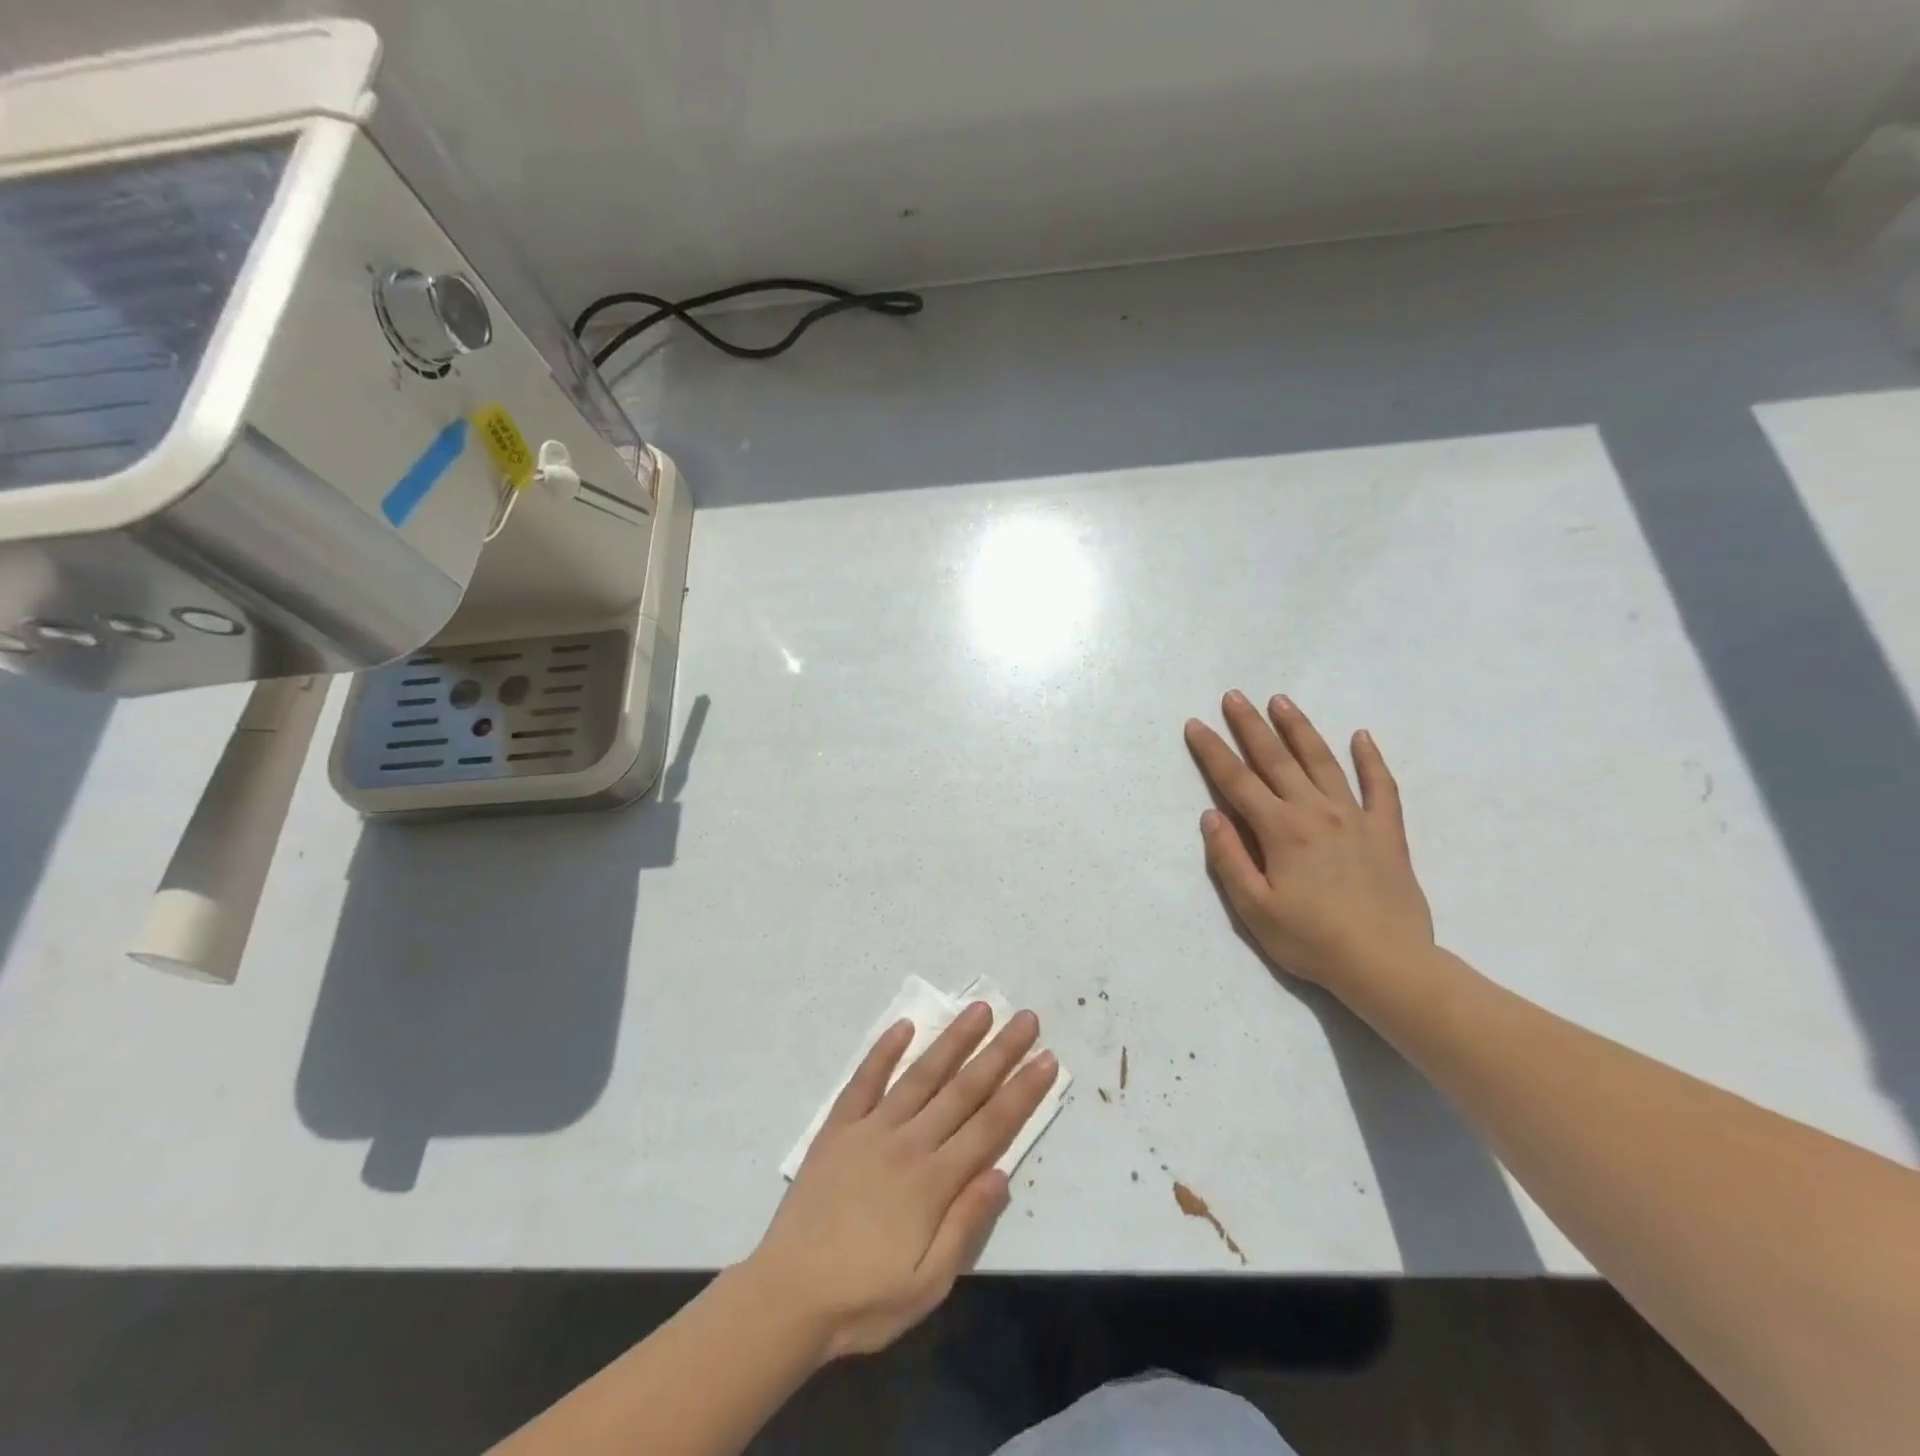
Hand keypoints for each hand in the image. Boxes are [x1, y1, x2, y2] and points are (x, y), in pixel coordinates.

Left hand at [747, 1003, 1058, 1361]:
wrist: (787, 1297)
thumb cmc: (864, 1299)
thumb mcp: (928, 1285)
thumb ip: (966, 1225)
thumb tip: (1002, 1173)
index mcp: (933, 1181)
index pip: (990, 1126)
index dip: (1022, 1091)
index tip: (1046, 1059)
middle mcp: (908, 1143)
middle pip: (963, 1090)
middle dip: (999, 1052)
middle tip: (1025, 1018)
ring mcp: (870, 1129)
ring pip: (921, 1075)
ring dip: (952, 1040)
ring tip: (978, 1009)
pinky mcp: (838, 1127)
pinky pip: (864, 1080)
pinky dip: (883, 1051)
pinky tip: (903, 1025)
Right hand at [1185, 691, 1433, 993]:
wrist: (1387, 964)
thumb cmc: (1312, 940)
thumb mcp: (1255, 908)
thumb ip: (1230, 859)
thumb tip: (1212, 816)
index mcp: (1281, 830)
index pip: (1237, 781)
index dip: (1213, 751)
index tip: (1196, 724)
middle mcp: (1315, 812)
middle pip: (1277, 759)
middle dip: (1251, 726)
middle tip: (1234, 696)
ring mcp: (1355, 817)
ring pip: (1323, 762)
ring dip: (1300, 729)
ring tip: (1281, 701)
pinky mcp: (1386, 832)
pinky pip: (1381, 787)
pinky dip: (1371, 760)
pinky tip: (1362, 737)